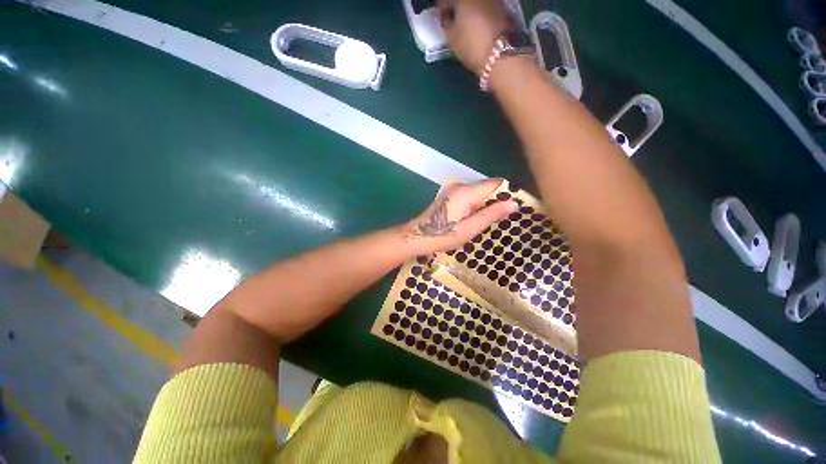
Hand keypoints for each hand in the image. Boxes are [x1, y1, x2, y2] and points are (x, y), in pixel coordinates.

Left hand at [401, 179, 516, 252]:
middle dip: (498, 199)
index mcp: (466, 192)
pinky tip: (477, 217)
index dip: (509, 192)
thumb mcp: (470, 228)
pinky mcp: (450, 195)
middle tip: (506, 217)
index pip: (495, 184)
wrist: (418, 236)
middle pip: (487, 187)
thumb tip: (514, 203)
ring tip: (494, 219)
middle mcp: (460, 186)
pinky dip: (478, 204)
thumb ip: (491, 214)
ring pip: (479, 191)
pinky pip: (470, 195)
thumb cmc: (443, 236)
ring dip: (488, 203)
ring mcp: (454, 189)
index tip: (518, 206)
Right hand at [437, 0, 513, 73]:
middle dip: (456, 8)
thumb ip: (447, 25)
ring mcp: (494, 0)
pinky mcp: (504, 8)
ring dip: (469, 10)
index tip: (439, 17)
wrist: (504, 53)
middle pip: (463, 1)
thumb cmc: (473, 45)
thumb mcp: (453, 39)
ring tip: (465, 24)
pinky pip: (487, 8)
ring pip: (476, 4)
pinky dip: (480, 14)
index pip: (446, 0)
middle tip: (452, 20)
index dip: (441, 8)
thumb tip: (446, 18)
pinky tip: (478, 26)